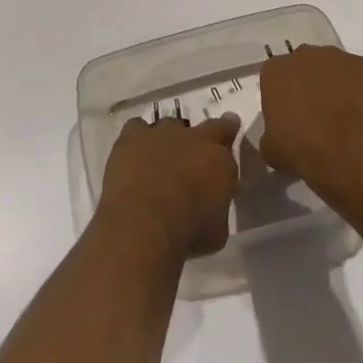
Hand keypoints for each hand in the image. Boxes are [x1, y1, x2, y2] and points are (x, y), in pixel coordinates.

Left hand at [97, 114, 241, 260]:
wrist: (144, 225)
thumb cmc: (187, 235)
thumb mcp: (217, 230)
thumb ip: (216, 204)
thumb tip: (209, 202)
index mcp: (219, 161)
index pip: (229, 136)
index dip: (227, 135)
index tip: (227, 133)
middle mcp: (193, 139)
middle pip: (205, 126)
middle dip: (204, 135)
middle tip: (197, 150)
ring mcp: (162, 133)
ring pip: (169, 126)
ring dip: (168, 141)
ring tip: (159, 162)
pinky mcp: (133, 136)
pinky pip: (137, 128)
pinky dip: (137, 140)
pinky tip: (133, 156)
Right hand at [257, 45, 362, 194]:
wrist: (352, 154)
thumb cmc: (303, 149)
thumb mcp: (271, 148)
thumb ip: (271, 132)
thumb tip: (278, 135)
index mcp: (275, 70)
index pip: (275, 77)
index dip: (283, 96)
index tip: (290, 115)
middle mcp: (304, 55)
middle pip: (304, 66)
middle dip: (309, 85)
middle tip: (316, 113)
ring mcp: (338, 58)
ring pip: (333, 68)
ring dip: (335, 85)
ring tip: (344, 115)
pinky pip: (360, 77)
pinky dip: (361, 91)